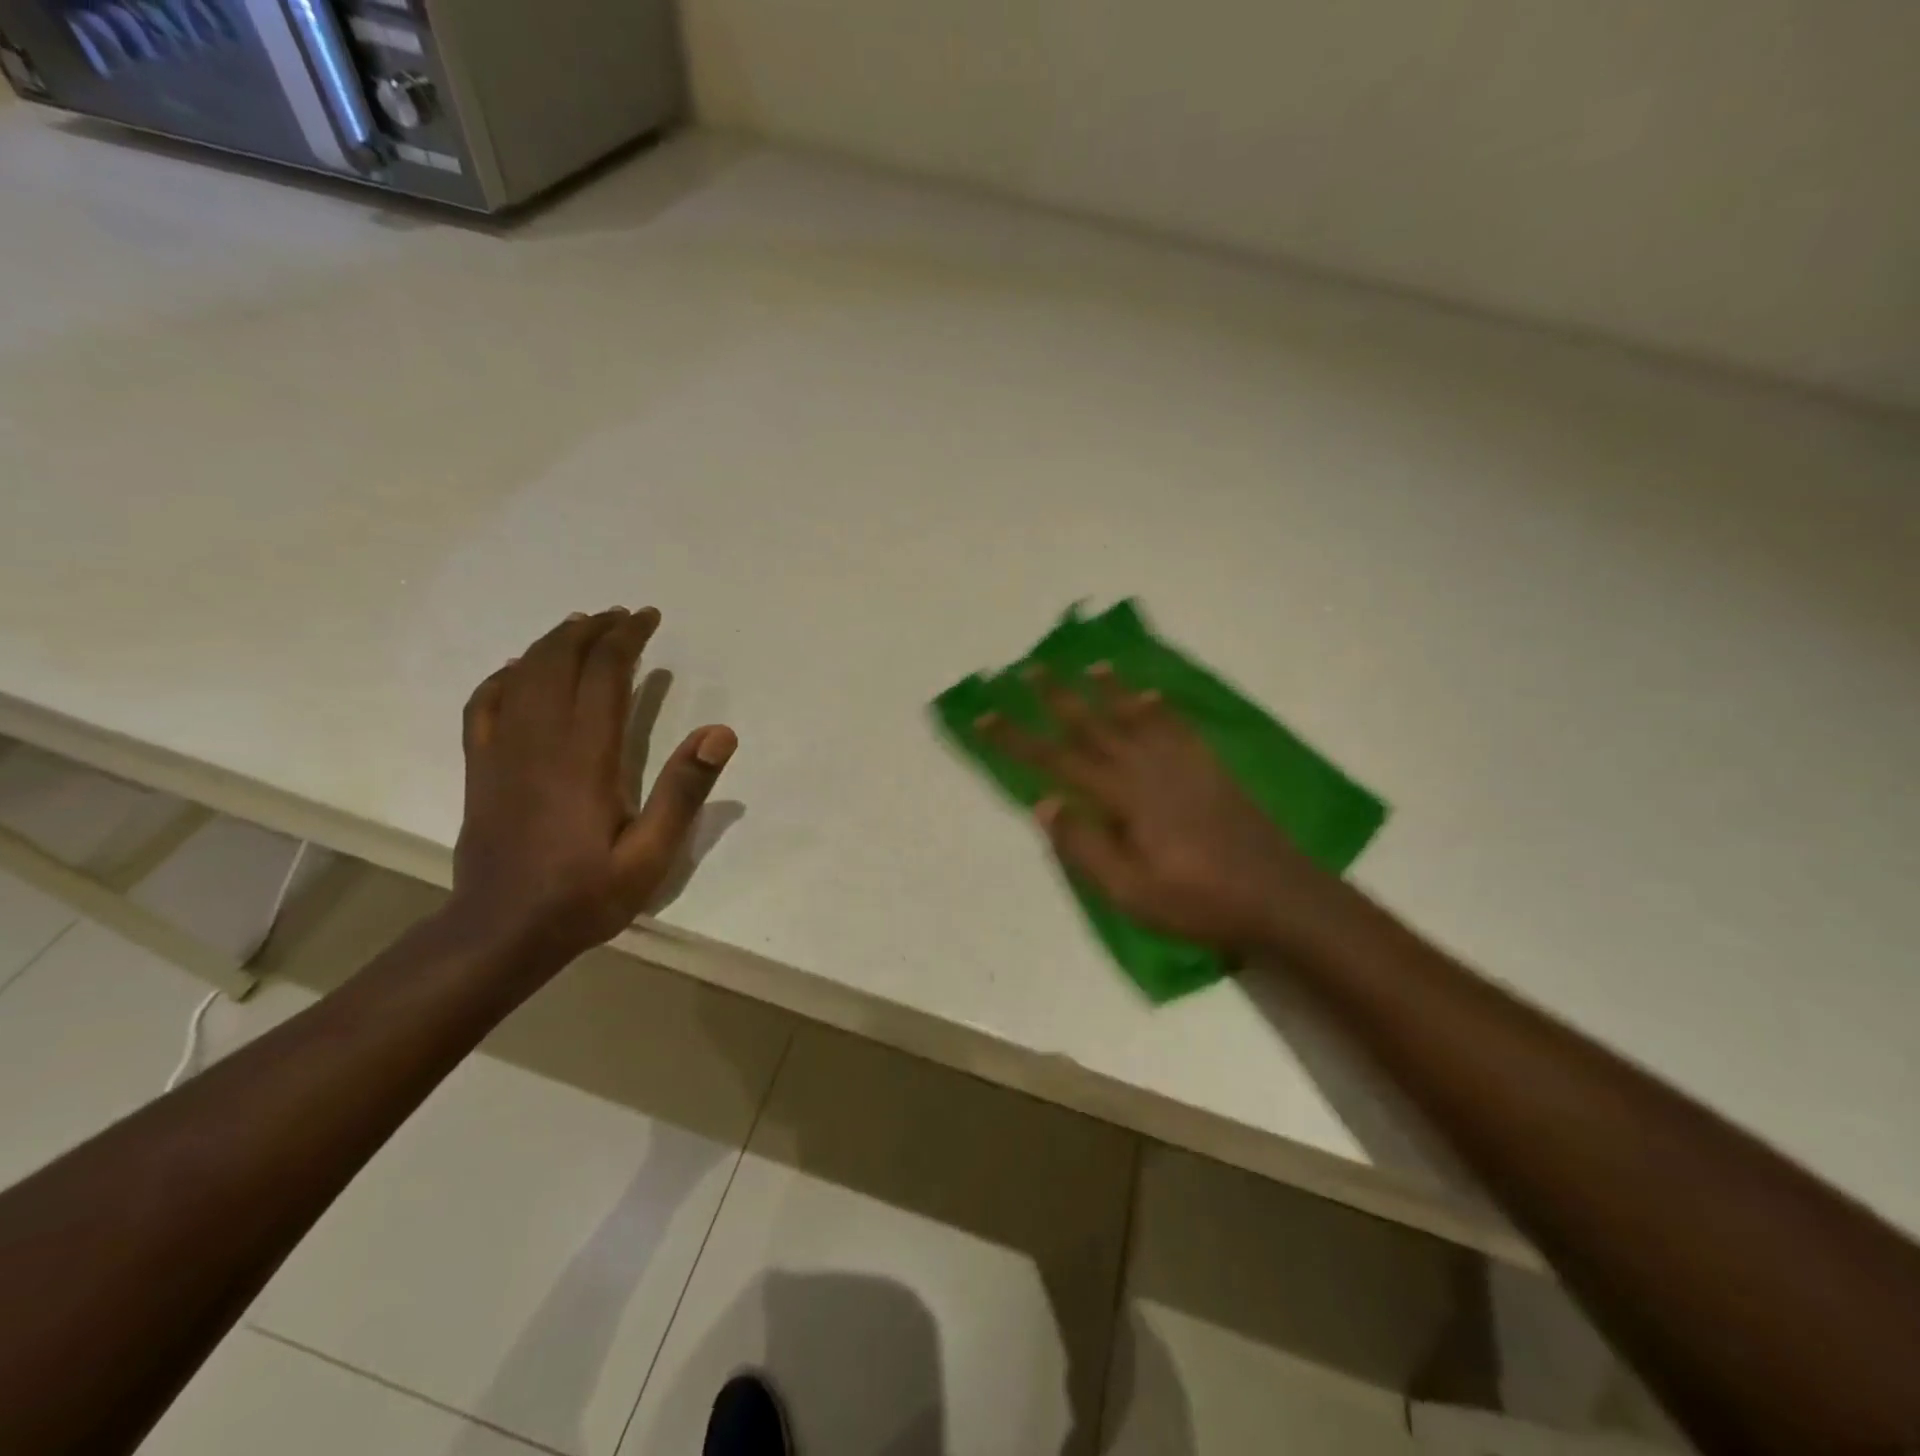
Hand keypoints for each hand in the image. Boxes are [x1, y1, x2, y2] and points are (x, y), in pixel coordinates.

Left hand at [451, 607, 735, 964]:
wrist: (503, 932)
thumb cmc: (586, 895)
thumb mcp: (651, 855)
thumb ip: (684, 791)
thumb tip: (720, 732)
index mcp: (585, 757)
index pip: (605, 674)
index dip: (627, 639)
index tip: (648, 618)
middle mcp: (540, 741)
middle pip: (561, 662)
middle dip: (593, 630)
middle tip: (623, 616)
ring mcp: (502, 752)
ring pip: (523, 675)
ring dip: (553, 642)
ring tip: (581, 625)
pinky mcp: (480, 768)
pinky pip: (484, 705)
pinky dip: (504, 676)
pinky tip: (518, 669)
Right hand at [980, 665, 1325, 953]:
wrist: (1278, 895)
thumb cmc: (1196, 900)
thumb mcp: (1129, 890)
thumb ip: (1084, 845)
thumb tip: (1045, 803)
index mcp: (1122, 796)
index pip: (1055, 760)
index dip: (1016, 738)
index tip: (984, 714)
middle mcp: (1147, 766)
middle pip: (1092, 724)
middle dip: (1057, 697)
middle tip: (1029, 668)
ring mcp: (1182, 763)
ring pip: (1135, 715)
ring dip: (1108, 689)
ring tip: (1090, 665)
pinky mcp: (1208, 768)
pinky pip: (1176, 725)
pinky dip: (1157, 707)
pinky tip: (1149, 696)